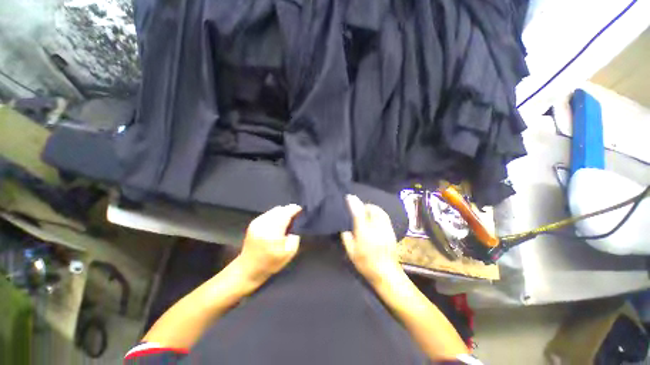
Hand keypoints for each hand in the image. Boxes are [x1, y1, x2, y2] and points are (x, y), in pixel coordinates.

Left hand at [238, 204, 301, 282]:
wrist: (248, 269)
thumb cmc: (270, 263)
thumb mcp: (289, 254)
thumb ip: (294, 237)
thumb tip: (294, 225)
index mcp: (273, 231)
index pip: (286, 213)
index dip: (294, 209)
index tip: (301, 210)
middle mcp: (264, 223)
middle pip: (280, 209)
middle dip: (288, 210)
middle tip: (295, 217)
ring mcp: (257, 222)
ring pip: (274, 210)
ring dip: (282, 213)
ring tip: (286, 220)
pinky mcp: (253, 223)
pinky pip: (268, 213)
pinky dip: (275, 215)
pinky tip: (277, 223)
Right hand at [341, 195, 402, 284]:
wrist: (386, 273)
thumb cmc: (365, 263)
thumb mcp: (351, 252)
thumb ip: (346, 237)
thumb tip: (345, 226)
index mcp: (364, 234)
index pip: (358, 214)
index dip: (354, 204)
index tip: (349, 197)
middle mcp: (376, 229)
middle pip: (371, 209)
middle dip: (364, 205)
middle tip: (358, 207)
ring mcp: (386, 229)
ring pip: (379, 211)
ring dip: (372, 208)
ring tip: (367, 210)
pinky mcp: (391, 231)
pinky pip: (385, 216)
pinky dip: (378, 213)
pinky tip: (375, 217)